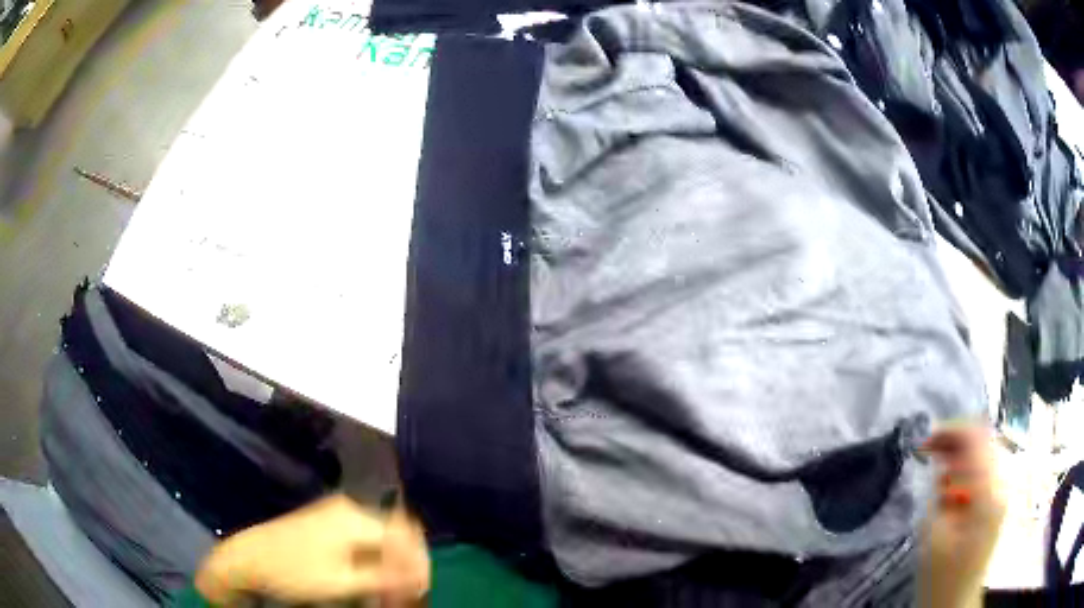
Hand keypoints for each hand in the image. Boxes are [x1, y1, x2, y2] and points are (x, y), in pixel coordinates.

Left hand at [195, 494, 429, 605]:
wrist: (249, 559)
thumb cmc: (294, 571)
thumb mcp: (341, 582)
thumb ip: (385, 578)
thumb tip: (421, 578)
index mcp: (354, 518)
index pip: (405, 537)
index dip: (419, 564)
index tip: (421, 591)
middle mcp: (350, 509)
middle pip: (395, 536)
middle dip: (406, 567)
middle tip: (407, 597)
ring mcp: (337, 514)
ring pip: (382, 540)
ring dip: (391, 567)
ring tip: (391, 595)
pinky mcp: (328, 523)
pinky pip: (365, 541)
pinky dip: (374, 562)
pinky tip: (372, 583)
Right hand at [920, 424, 1005, 607]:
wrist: (955, 603)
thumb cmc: (941, 577)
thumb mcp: (933, 537)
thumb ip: (940, 495)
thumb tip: (942, 464)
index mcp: (987, 493)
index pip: (976, 439)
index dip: (951, 431)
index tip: (924, 440)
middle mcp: (1001, 484)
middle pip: (983, 441)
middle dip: (955, 441)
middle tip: (927, 451)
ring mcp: (1001, 493)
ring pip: (985, 454)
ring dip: (960, 455)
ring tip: (937, 468)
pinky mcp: (996, 503)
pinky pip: (985, 471)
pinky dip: (967, 470)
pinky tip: (951, 486)